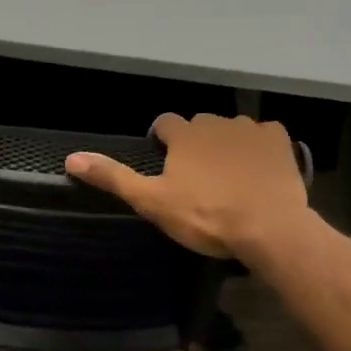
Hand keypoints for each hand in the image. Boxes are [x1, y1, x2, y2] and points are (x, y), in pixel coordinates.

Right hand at [66, 113, 308, 258]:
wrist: (268, 228)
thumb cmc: (205, 216)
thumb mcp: (152, 202)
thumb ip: (114, 177)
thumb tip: (71, 158)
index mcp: (184, 134)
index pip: (164, 123)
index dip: (163, 142)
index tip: (167, 165)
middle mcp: (215, 121)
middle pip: (199, 126)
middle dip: (196, 144)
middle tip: (198, 178)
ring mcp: (250, 129)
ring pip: (231, 130)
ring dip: (227, 146)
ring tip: (230, 178)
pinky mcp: (279, 140)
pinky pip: (265, 136)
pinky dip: (260, 149)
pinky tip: (260, 171)